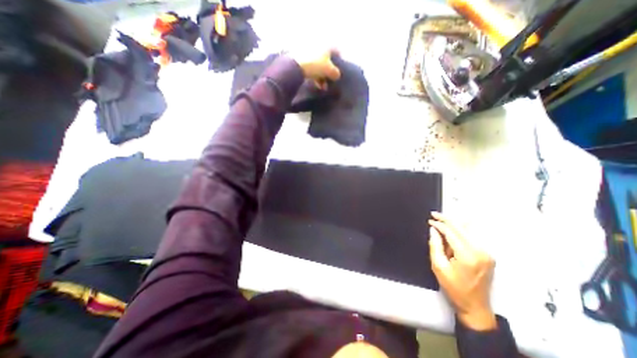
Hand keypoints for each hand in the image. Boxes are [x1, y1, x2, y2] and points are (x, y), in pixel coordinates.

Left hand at [289, 49, 340, 86]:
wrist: (296, 65)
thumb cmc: (316, 65)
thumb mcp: (329, 70)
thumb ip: (336, 73)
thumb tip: (337, 75)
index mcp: (327, 44)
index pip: (337, 51)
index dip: (339, 61)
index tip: (340, 71)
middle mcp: (318, 45)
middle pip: (327, 59)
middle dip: (329, 72)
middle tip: (330, 81)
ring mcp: (309, 51)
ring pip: (319, 64)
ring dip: (322, 76)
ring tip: (323, 87)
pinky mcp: (302, 58)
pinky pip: (312, 67)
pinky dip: (315, 75)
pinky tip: (316, 84)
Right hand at [427, 211, 496, 330]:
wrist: (475, 306)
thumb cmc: (454, 288)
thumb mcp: (438, 266)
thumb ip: (435, 245)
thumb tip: (433, 230)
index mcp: (467, 255)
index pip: (451, 232)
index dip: (439, 224)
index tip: (430, 221)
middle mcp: (480, 252)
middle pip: (461, 228)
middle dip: (447, 219)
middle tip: (434, 215)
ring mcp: (487, 253)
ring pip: (468, 230)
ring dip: (454, 224)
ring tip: (441, 221)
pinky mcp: (488, 255)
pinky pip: (472, 237)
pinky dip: (461, 231)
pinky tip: (453, 230)